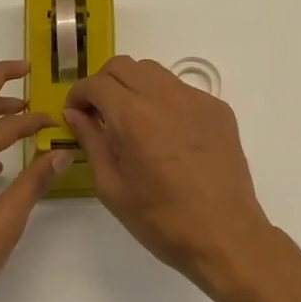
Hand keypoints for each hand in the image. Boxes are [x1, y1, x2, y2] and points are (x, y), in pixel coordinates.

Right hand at [63, 56, 276, 293]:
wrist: (225, 235)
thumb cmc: (161, 220)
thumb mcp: (112, 187)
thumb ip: (91, 141)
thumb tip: (75, 113)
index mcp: (134, 116)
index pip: (96, 83)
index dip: (78, 94)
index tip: (75, 113)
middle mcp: (165, 96)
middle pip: (124, 65)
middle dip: (104, 83)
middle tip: (100, 113)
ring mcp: (196, 99)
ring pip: (154, 72)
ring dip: (134, 85)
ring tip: (132, 120)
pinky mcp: (217, 108)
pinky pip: (181, 90)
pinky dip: (164, 100)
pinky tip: (167, 133)